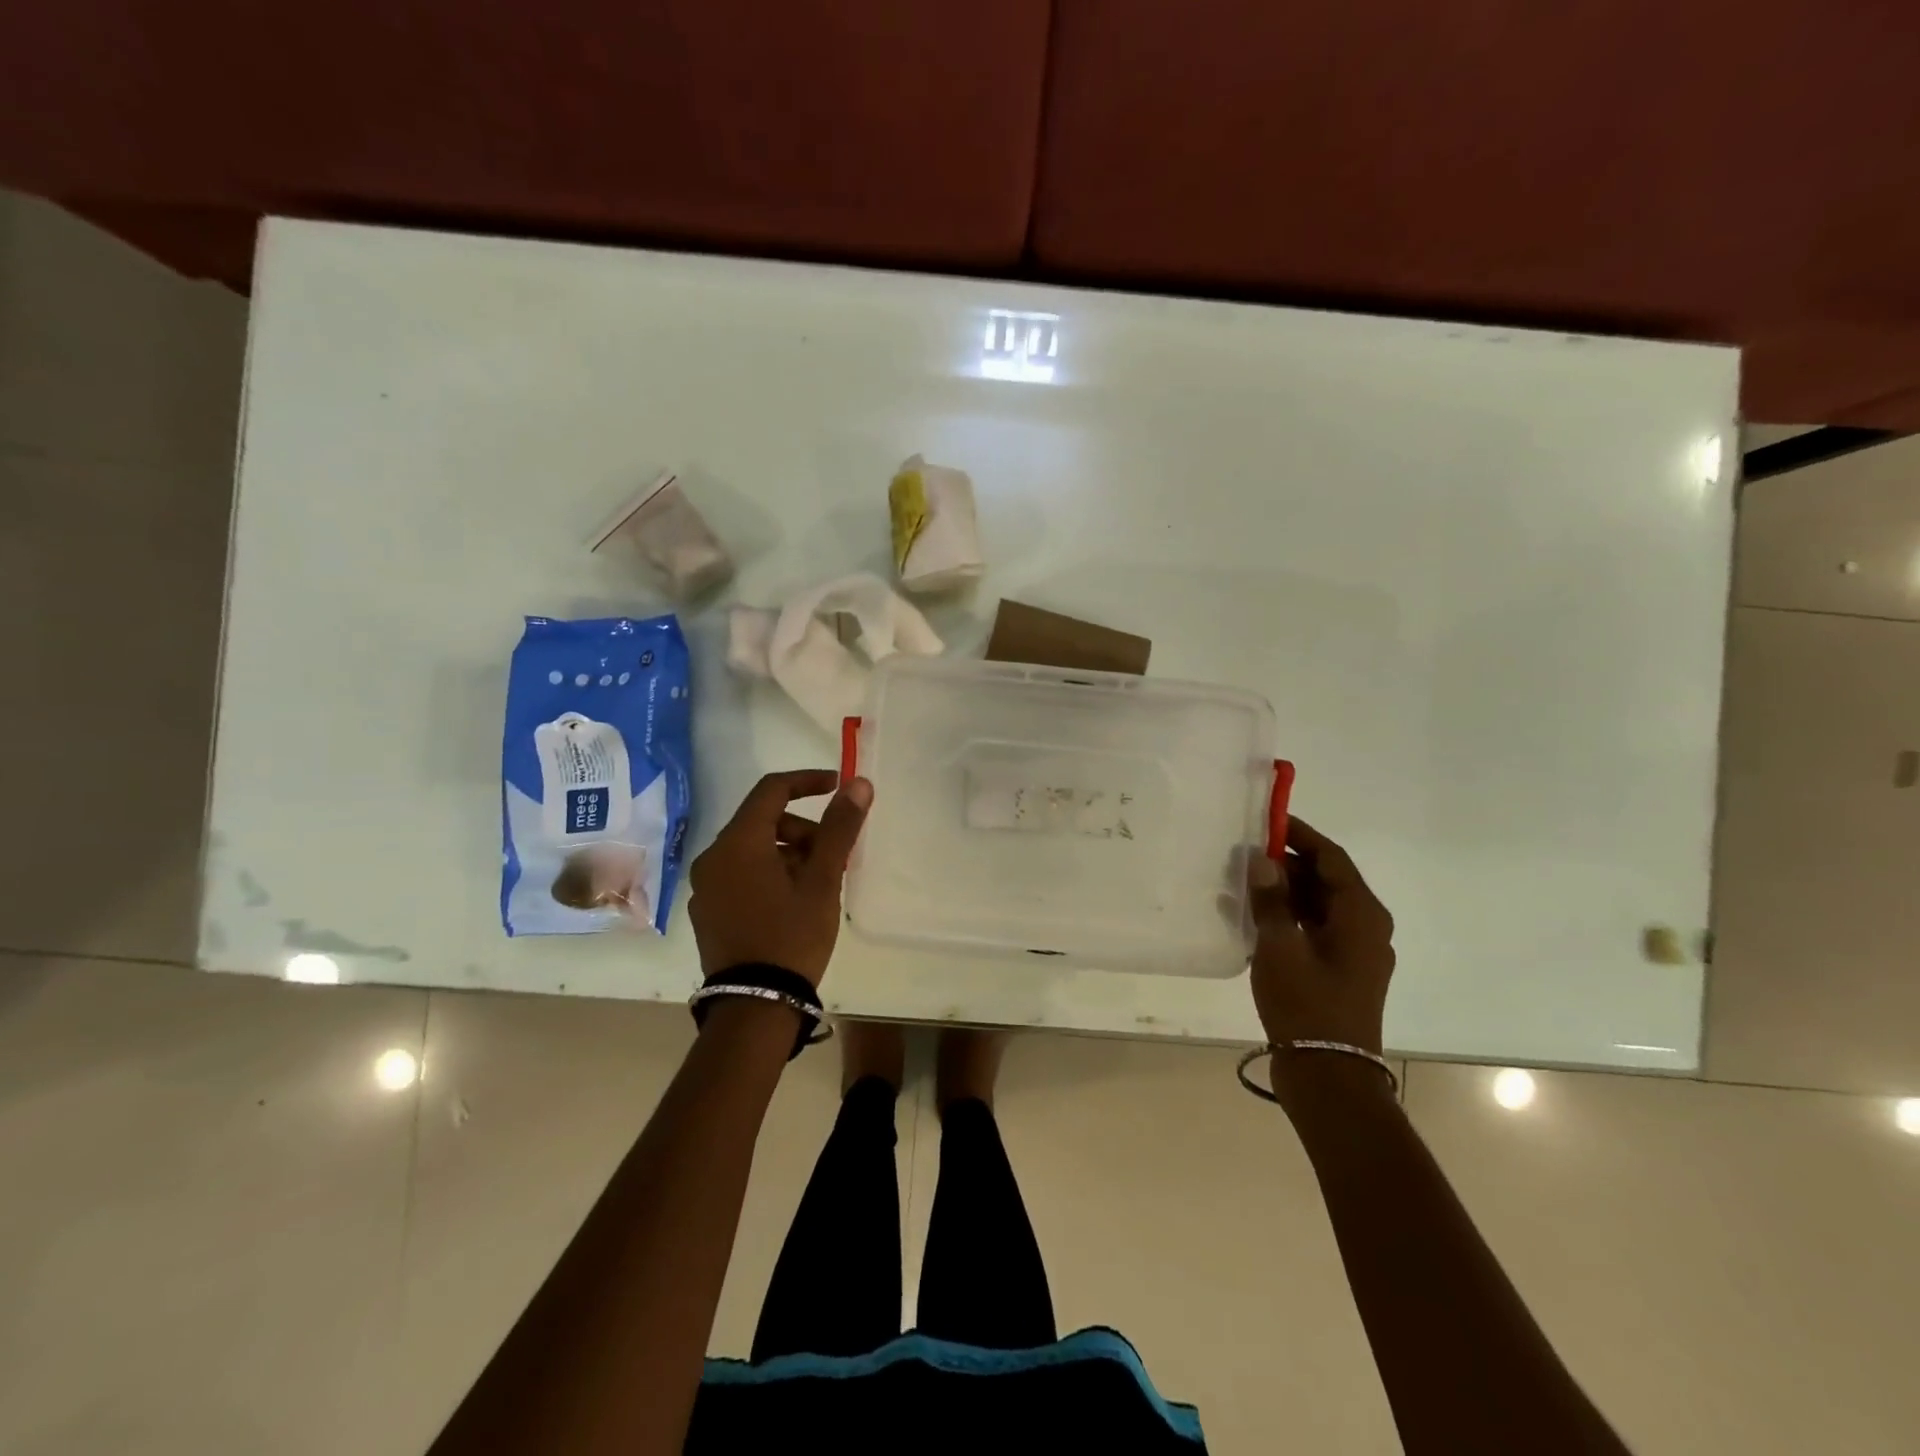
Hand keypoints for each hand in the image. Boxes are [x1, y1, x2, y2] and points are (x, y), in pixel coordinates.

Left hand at [688, 770, 872, 985]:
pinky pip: (740, 874)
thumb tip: (858, 784)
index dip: (808, 781)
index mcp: (738, 843)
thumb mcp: (823, 880)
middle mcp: (713, 857)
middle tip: (834, 853)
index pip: (772, 790)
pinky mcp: (707, 911)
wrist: (754, 1007)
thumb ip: (839, 827)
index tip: (838, 788)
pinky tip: (792, 901)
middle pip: (762, 821)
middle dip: (802, 828)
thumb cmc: (792, 936)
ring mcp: (705, 887)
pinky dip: (768, 872)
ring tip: (818, 882)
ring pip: (752, 849)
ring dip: (787, 852)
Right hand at [1247, 816, 1395, 1056]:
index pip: (1331, 857)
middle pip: (1326, 879)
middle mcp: (1366, 926)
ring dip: (1284, 891)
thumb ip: (1270, 899)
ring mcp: (1355, 951)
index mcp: (1361, 914)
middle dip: (1286, 864)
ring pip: (1318, 904)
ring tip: (1242, 884)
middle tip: (1244, 855)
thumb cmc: (1307, 1004)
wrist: (1329, 1075)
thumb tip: (1263, 860)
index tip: (1266, 820)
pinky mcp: (1340, 971)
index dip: (1299, 835)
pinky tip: (1254, 919)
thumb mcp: (1280, 946)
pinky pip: (1313, 928)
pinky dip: (1287, 917)